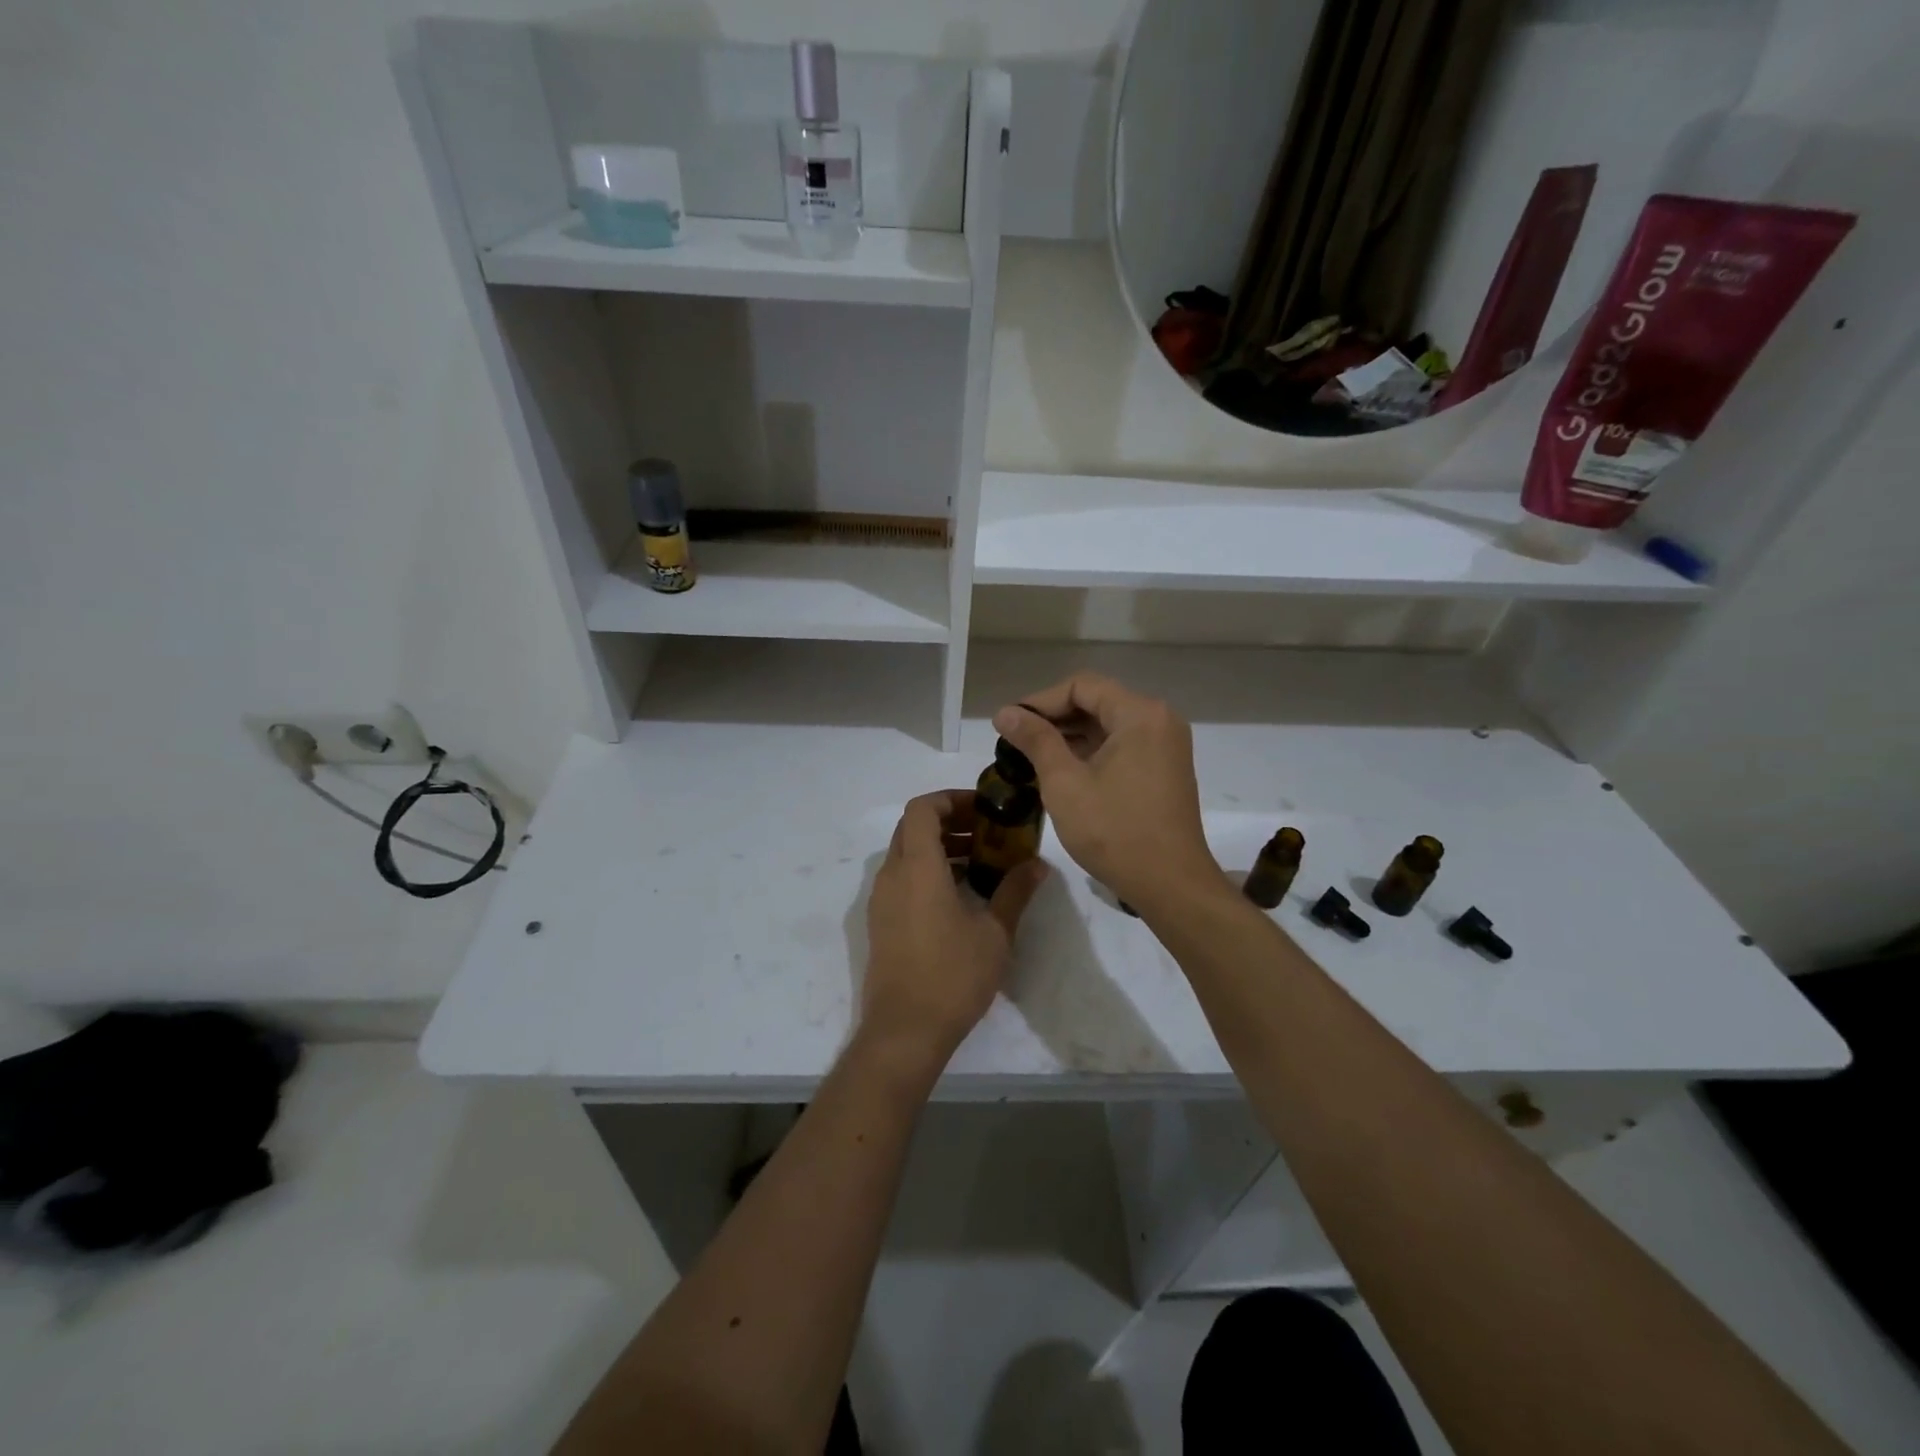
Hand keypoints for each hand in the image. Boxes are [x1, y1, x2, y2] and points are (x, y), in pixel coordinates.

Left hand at [862, 789, 1048, 1069]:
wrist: (904, 1031)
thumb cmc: (952, 976)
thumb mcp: (995, 933)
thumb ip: (1015, 892)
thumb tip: (1038, 865)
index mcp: (917, 868)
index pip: (922, 809)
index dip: (950, 799)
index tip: (982, 809)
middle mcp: (892, 875)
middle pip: (912, 827)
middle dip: (948, 821)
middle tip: (986, 833)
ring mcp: (880, 900)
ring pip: (905, 853)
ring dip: (938, 847)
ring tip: (978, 863)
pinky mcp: (879, 922)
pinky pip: (901, 878)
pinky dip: (926, 871)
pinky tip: (958, 895)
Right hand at [993, 673, 1217, 914]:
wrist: (1170, 885)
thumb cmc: (1114, 831)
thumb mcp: (1064, 782)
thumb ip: (1035, 740)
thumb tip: (1005, 712)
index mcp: (1140, 714)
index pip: (1081, 686)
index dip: (1040, 701)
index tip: (1009, 723)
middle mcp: (1159, 720)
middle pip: (1097, 702)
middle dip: (1053, 718)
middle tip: (1015, 740)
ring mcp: (1166, 746)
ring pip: (1108, 725)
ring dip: (1070, 736)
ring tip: (1030, 756)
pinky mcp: (1164, 769)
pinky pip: (1122, 746)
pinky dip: (1091, 752)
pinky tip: (1061, 770)